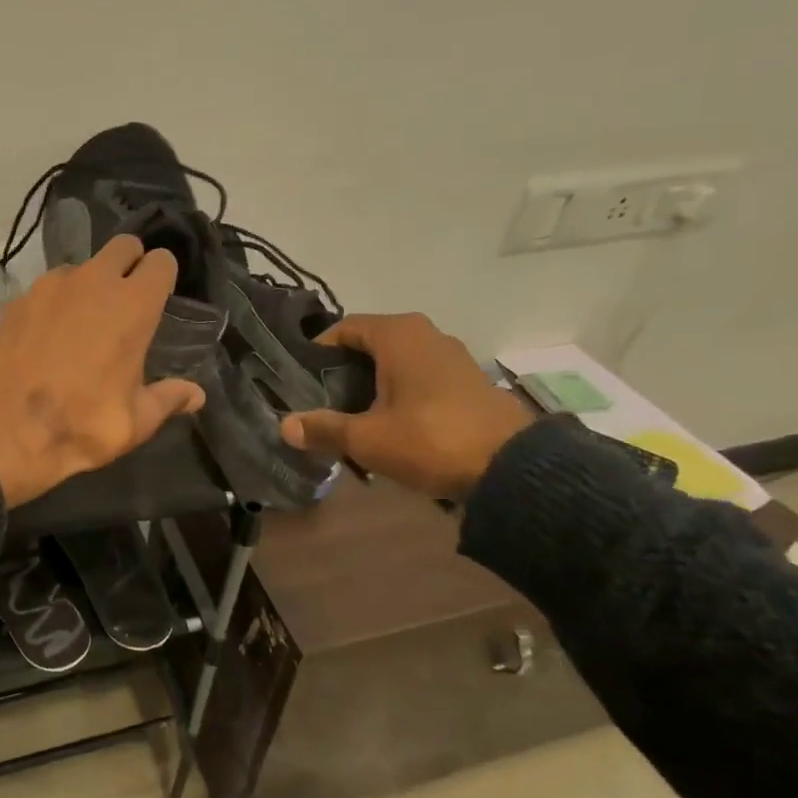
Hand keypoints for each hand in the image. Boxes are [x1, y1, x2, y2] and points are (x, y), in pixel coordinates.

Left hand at [0, 235, 205, 507]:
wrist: (8, 431)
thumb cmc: (84, 424)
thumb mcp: (137, 420)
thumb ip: (169, 398)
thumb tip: (197, 395)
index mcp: (133, 305)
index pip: (161, 261)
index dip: (163, 276)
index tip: (160, 298)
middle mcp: (93, 282)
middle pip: (123, 246)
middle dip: (130, 264)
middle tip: (127, 300)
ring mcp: (50, 286)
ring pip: (81, 266)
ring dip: (89, 285)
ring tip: (83, 324)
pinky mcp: (18, 300)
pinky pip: (46, 289)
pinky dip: (54, 303)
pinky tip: (47, 337)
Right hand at [279, 313, 531, 500]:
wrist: (512, 468)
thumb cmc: (430, 439)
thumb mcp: (367, 438)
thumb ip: (323, 428)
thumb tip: (284, 425)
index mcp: (398, 334)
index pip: (343, 329)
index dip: (317, 352)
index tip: (301, 381)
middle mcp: (425, 334)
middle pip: (369, 346)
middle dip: (343, 373)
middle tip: (322, 403)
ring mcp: (452, 356)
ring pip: (396, 363)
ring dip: (372, 386)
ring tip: (353, 418)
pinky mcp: (468, 381)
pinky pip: (420, 378)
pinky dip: (400, 394)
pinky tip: (391, 426)